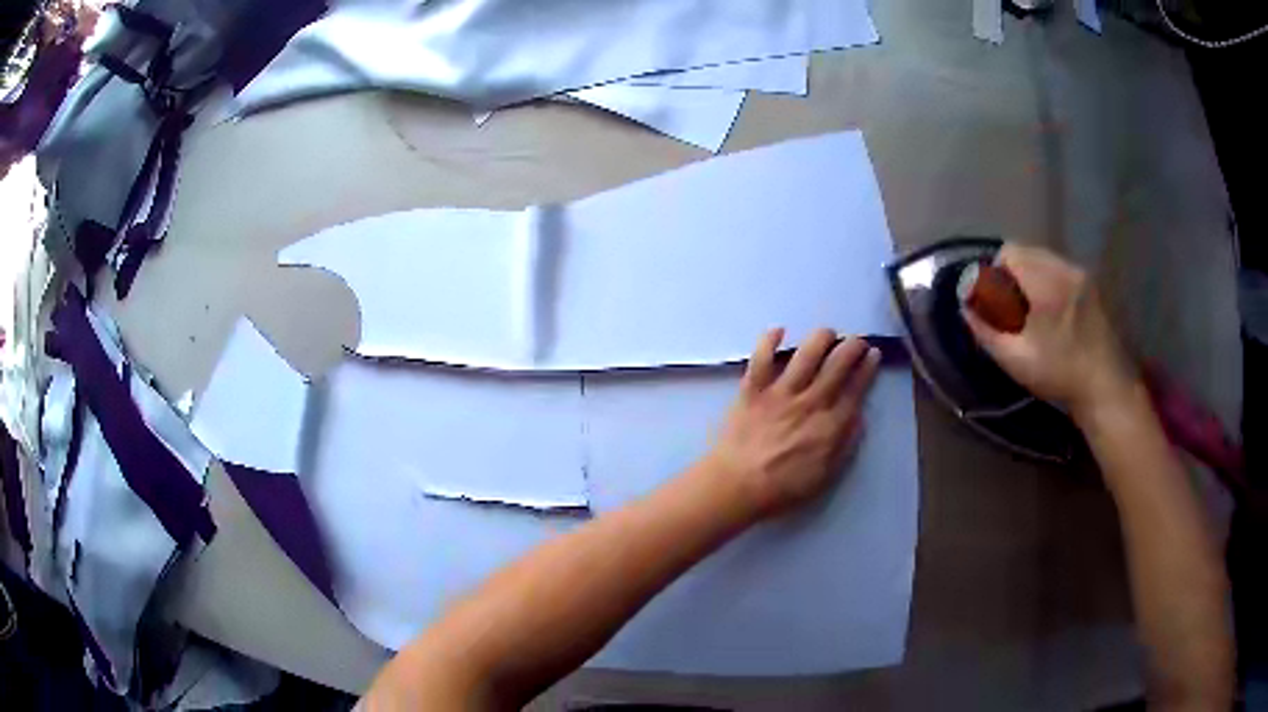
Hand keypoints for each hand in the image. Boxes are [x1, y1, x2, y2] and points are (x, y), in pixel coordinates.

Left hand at [704, 328, 879, 519]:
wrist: (737, 486)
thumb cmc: (782, 488)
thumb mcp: (825, 476)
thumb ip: (845, 444)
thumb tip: (858, 416)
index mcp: (830, 425)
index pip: (855, 389)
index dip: (867, 369)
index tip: (873, 354)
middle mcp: (810, 402)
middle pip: (837, 365)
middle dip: (852, 346)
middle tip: (856, 340)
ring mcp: (781, 392)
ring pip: (807, 354)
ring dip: (821, 338)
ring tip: (827, 333)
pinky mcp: (753, 389)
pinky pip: (762, 357)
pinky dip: (769, 340)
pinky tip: (779, 330)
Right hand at [963, 243, 1136, 418]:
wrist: (1106, 386)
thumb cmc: (1060, 374)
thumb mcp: (1016, 360)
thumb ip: (986, 330)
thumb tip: (965, 307)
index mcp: (1045, 283)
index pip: (1010, 253)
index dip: (995, 273)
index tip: (996, 302)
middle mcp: (1065, 268)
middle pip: (1027, 251)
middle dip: (1013, 273)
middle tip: (1012, 307)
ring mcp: (1081, 274)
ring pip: (1044, 258)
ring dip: (1032, 276)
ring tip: (1033, 310)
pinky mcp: (1092, 283)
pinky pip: (1061, 269)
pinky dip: (1049, 280)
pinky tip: (1054, 311)